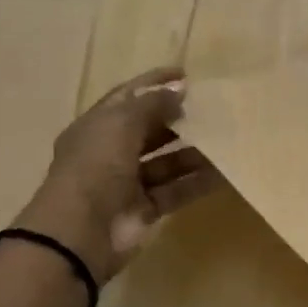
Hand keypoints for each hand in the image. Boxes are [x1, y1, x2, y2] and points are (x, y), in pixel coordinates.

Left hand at [15, 65, 220, 281]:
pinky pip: (177, 190)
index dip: (154, 83)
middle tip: (213, 110)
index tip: (187, 74)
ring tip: (226, 139)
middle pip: (150, 129)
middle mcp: (111, 152)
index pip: (128, 97)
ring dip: (194, 152)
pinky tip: (225, 172)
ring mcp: (128, 182)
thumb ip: (152, 103)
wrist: (81, 232)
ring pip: (167, 161)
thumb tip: (179, 89)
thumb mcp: (121, 123)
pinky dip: (199, 182)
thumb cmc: (96, 166)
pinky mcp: (145, 208)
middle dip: (178, 119)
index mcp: (97, 127)